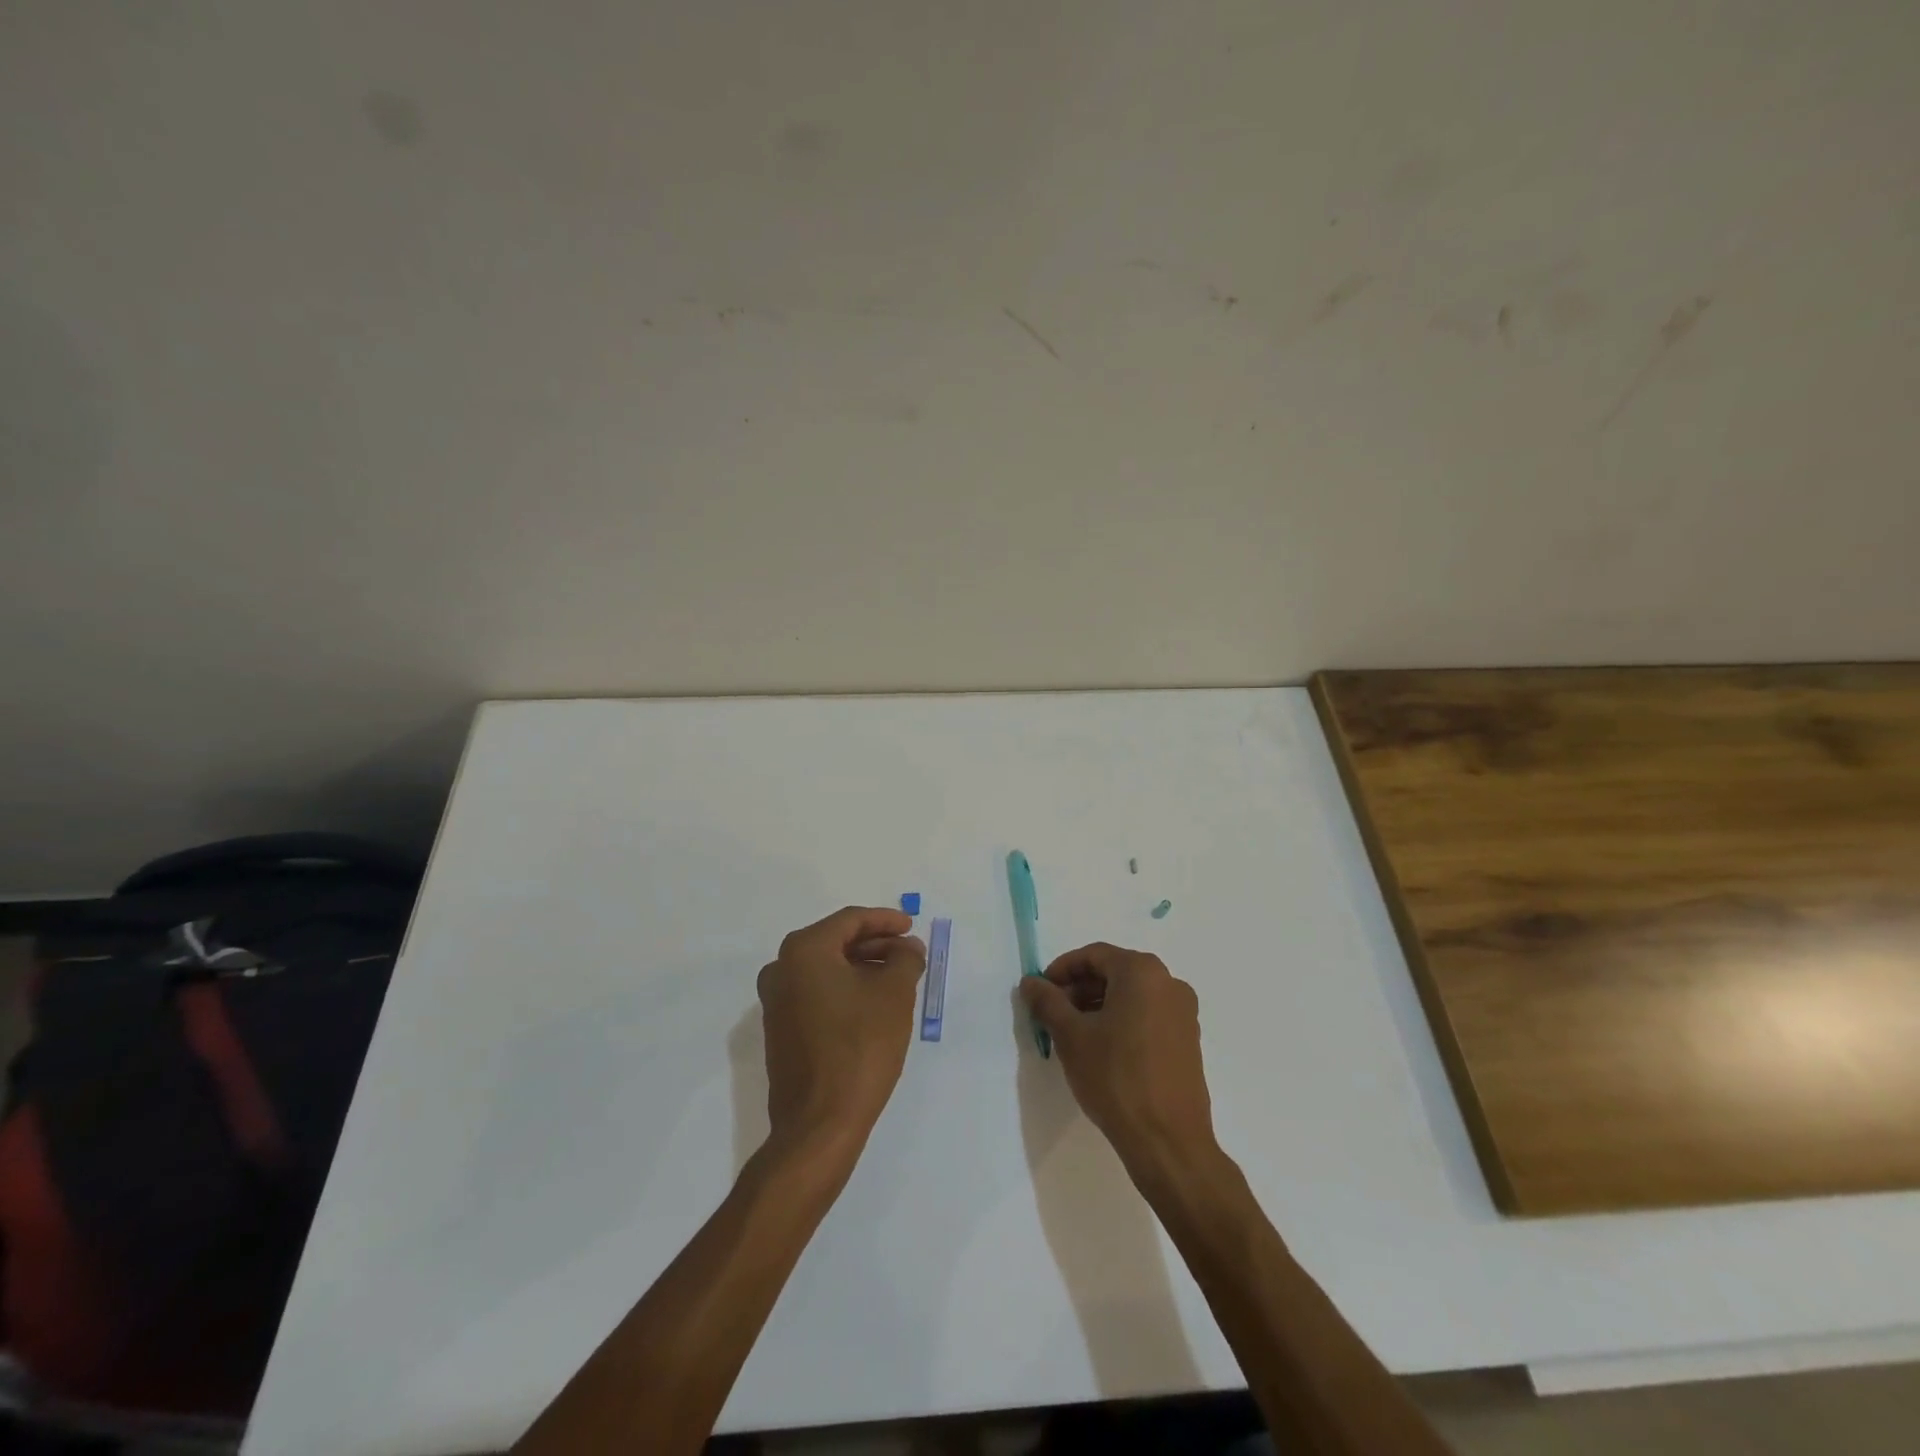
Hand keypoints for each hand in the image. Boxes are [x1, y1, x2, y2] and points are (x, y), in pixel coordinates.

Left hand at [757, 906, 925, 1153]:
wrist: (819, 1123)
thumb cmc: (859, 1047)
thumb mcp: (894, 995)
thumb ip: (905, 959)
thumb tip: (907, 948)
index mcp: (804, 951)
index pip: (850, 920)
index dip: (885, 920)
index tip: (912, 927)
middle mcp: (781, 968)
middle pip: (836, 942)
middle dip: (876, 944)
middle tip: (909, 953)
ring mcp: (775, 1002)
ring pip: (826, 969)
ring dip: (862, 967)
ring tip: (897, 977)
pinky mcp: (780, 1030)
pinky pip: (817, 993)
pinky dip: (845, 989)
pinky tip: (873, 1003)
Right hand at [1019, 943, 1216, 1178]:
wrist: (1168, 1141)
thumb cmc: (1115, 1077)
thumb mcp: (1071, 1036)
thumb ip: (1047, 1002)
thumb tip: (1030, 982)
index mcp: (1142, 972)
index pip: (1094, 955)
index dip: (1062, 970)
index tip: (1041, 992)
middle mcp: (1169, 983)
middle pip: (1114, 972)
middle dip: (1080, 989)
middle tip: (1053, 1014)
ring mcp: (1183, 1013)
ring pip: (1131, 995)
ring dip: (1099, 1006)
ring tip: (1074, 1034)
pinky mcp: (1188, 1041)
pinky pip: (1148, 1016)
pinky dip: (1122, 1021)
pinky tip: (1103, 1050)